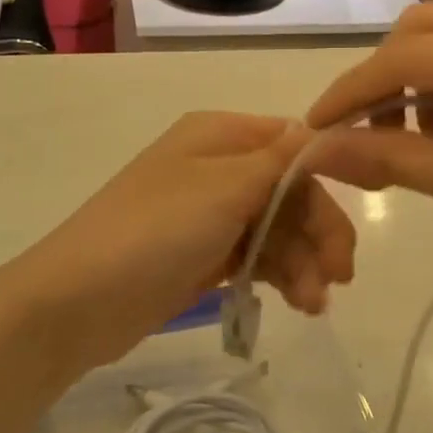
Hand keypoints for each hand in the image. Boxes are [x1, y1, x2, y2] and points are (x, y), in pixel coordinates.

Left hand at [12, 112, 355, 368]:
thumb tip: (326, 129)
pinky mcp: (204, 254)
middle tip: (340, 277)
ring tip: (313, 303)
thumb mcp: (224, 187)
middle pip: (290, 190)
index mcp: (220, 134)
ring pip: (278, 227)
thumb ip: (281, 160)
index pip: (292, 143)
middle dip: (319, 230)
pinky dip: (281, 275)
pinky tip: (299, 302)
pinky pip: (258, 256)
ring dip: (304, 261)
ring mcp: (210, 213)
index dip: (326, 176)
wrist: (79, 300)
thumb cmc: (155, 230)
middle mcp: (218, 166)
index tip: (353, 217)